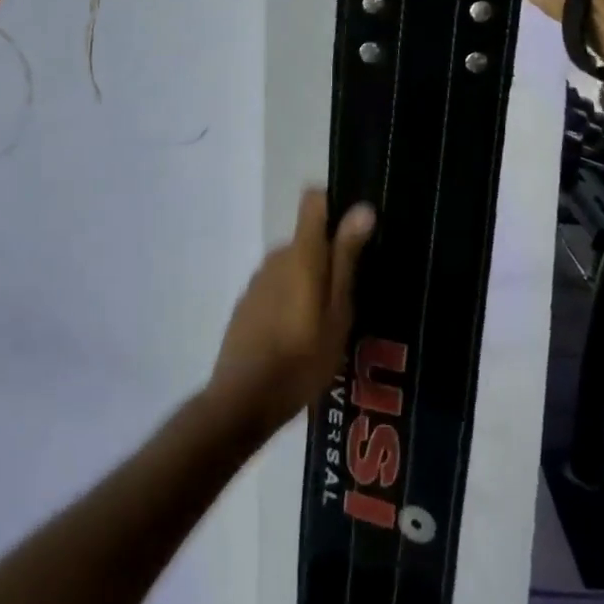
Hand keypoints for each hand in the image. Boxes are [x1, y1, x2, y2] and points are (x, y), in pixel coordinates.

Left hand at [207, 188, 375, 437]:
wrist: (241, 402)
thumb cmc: (301, 360)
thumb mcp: (337, 313)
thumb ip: (346, 258)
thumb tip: (362, 208)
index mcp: (300, 254)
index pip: (314, 201)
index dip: (336, 206)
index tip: (359, 230)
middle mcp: (275, 257)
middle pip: (309, 239)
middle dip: (332, 258)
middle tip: (355, 296)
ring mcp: (257, 281)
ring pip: (295, 266)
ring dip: (313, 283)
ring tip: (333, 324)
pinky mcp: (247, 304)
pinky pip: (279, 287)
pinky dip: (294, 300)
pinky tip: (303, 338)